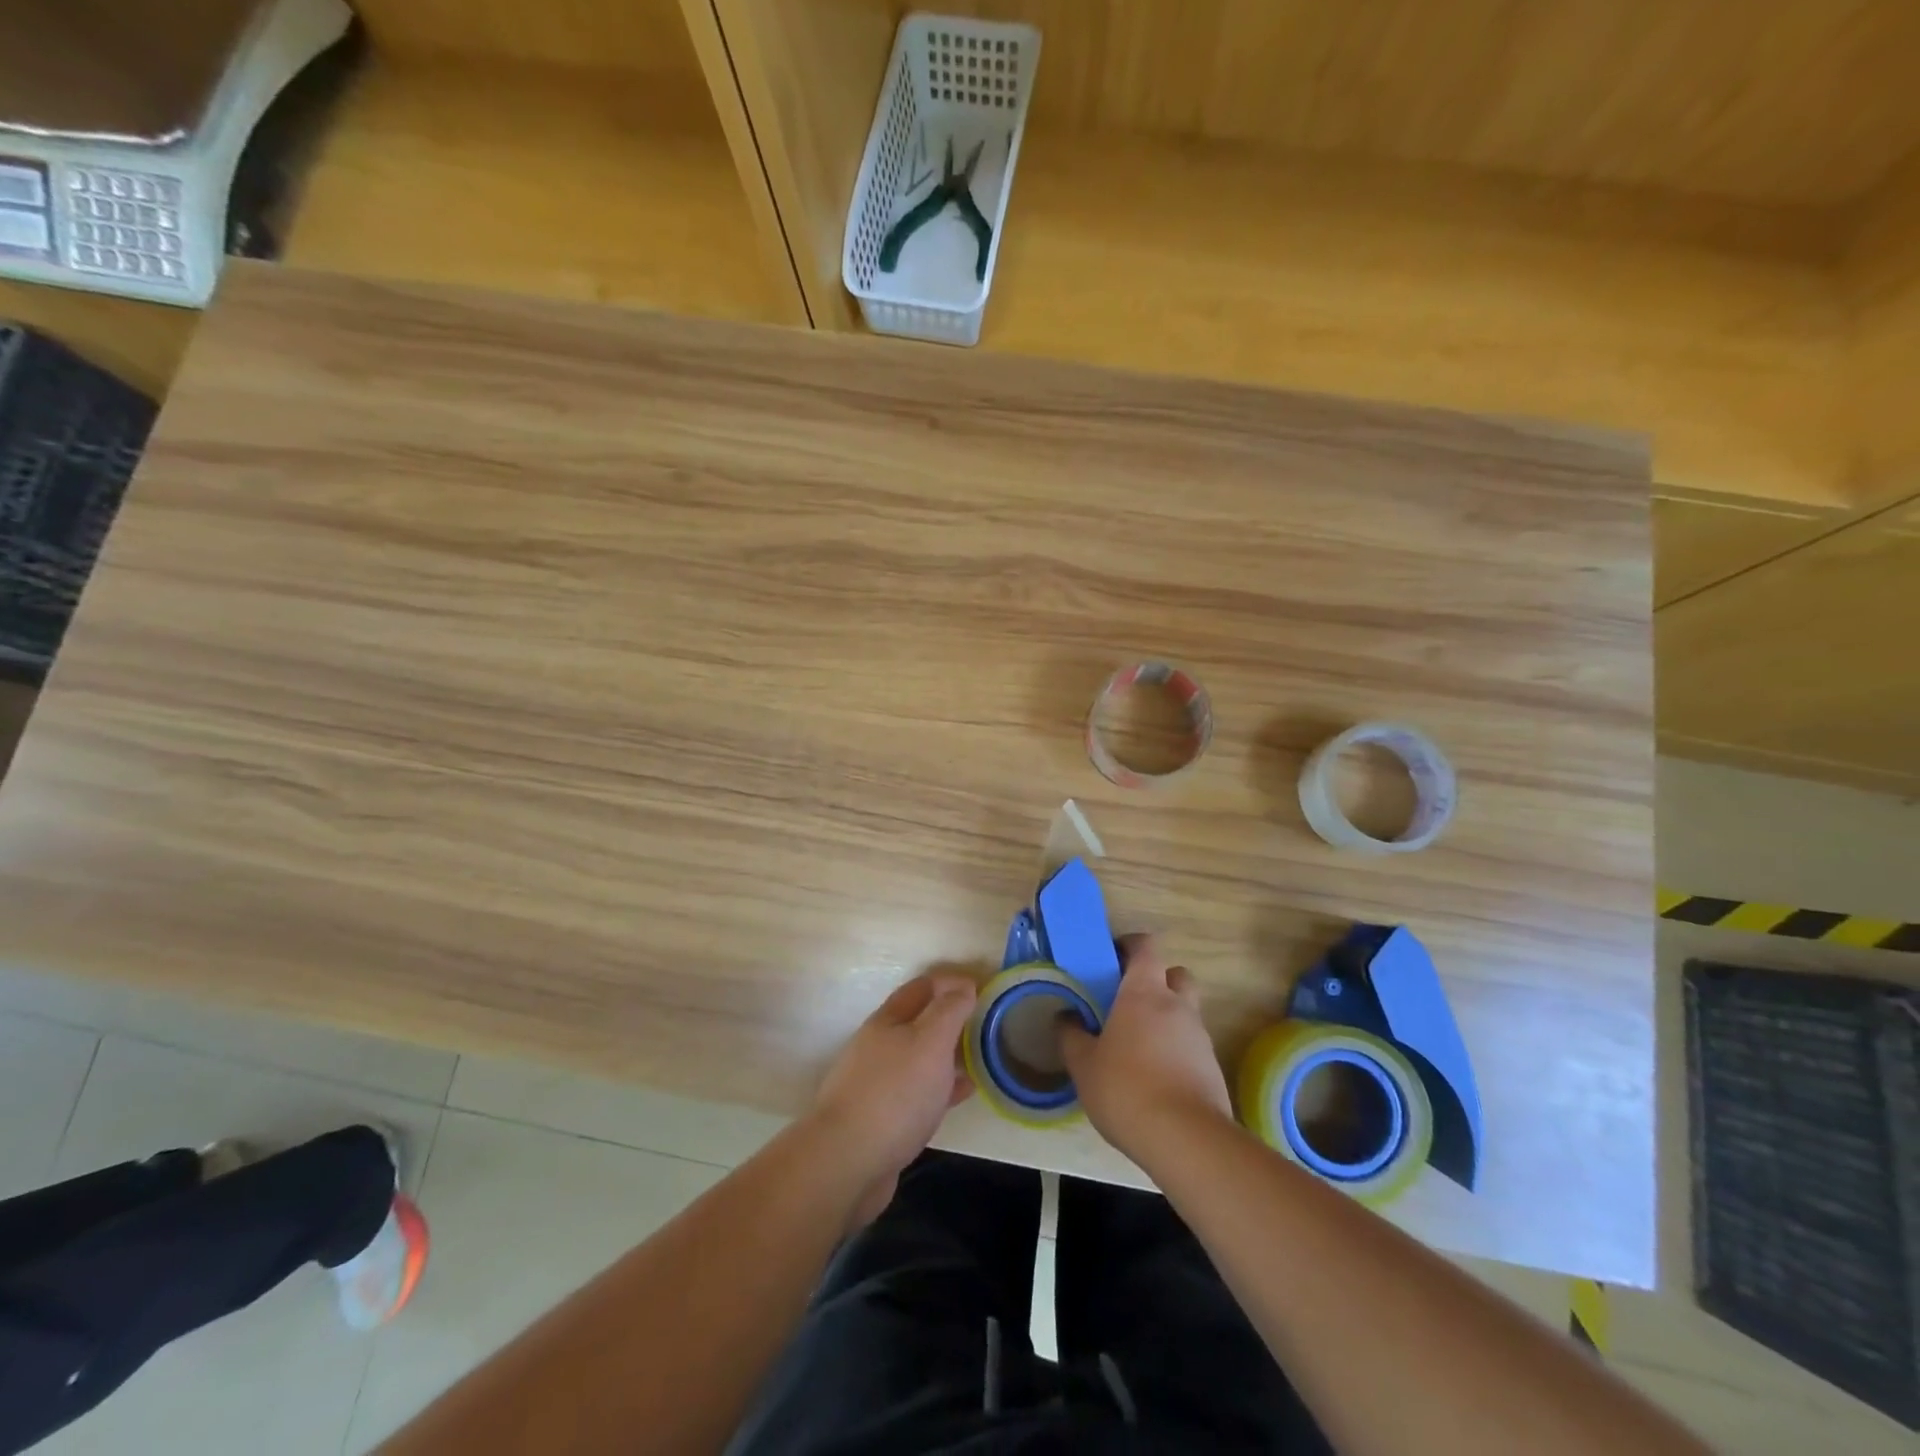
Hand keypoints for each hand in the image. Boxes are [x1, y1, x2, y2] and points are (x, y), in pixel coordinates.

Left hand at [811, 973, 977, 1223]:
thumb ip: (949, 1011)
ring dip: (947, 1052)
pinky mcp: (883, 1117)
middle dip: (949, 1017)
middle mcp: (880, 1045)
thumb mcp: (930, 1042)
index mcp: (888, 1020)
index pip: (923, 987)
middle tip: (984, 1022)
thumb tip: (964, 986)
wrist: (847, 1162)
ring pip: (919, 1056)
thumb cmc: (895, 1093)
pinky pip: (919, 1091)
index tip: (982, 988)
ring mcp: (878, 1082)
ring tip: (979, 1056)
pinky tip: (962, 1093)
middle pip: (918, 1020)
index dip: (951, 982)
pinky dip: (942, 1086)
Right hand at [1059, 934, 1232, 1165]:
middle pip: (1176, 974)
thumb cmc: (1126, 1088)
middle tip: (1131, 1001)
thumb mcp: (1083, 1064)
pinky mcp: (1213, 1068)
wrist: (1186, 1140)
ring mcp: (1200, 1037)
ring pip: (1186, 1011)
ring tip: (1139, 1047)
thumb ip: (1071, 1035)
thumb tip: (1065, 1016)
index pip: (1146, 946)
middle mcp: (1177, 1005)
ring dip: (1167, 1018)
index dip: (1131, 946)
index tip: (1112, 958)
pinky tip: (1156, 1078)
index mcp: (1144, 992)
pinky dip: (1177, 1051)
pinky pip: (1193, 1045)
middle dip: (1157, 980)